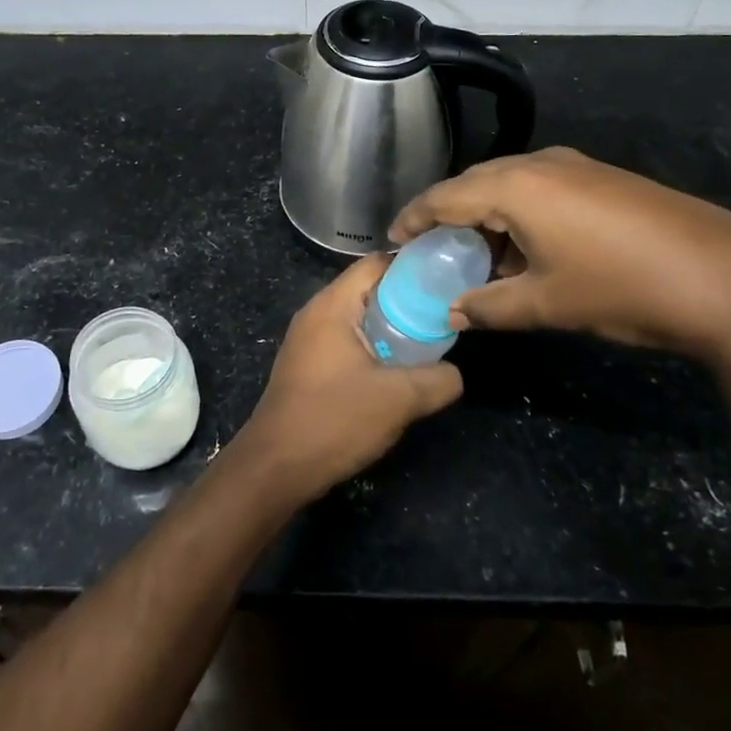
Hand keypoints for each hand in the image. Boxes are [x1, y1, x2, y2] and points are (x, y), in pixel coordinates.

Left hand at [234, 255, 462, 502]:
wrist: (276, 467)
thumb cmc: (334, 420)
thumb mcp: (399, 399)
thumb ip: (438, 379)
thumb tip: (454, 373)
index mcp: (332, 305)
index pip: (376, 263)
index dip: (413, 267)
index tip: (447, 280)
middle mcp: (316, 313)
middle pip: (368, 289)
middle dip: (407, 299)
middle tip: (444, 314)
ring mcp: (308, 340)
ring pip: (358, 318)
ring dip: (391, 327)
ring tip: (428, 343)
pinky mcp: (307, 365)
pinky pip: (346, 340)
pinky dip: (373, 346)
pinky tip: (396, 371)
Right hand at [390, 147, 730, 364]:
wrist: (728, 279)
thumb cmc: (621, 288)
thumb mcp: (546, 304)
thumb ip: (489, 306)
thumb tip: (453, 312)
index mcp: (515, 186)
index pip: (444, 197)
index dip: (413, 218)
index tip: (392, 240)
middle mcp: (541, 163)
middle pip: (475, 184)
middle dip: (449, 217)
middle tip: (431, 251)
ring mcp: (577, 166)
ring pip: (510, 185)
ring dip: (487, 218)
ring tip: (477, 257)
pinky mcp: (603, 178)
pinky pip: (541, 189)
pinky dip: (520, 215)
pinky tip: (526, 250)